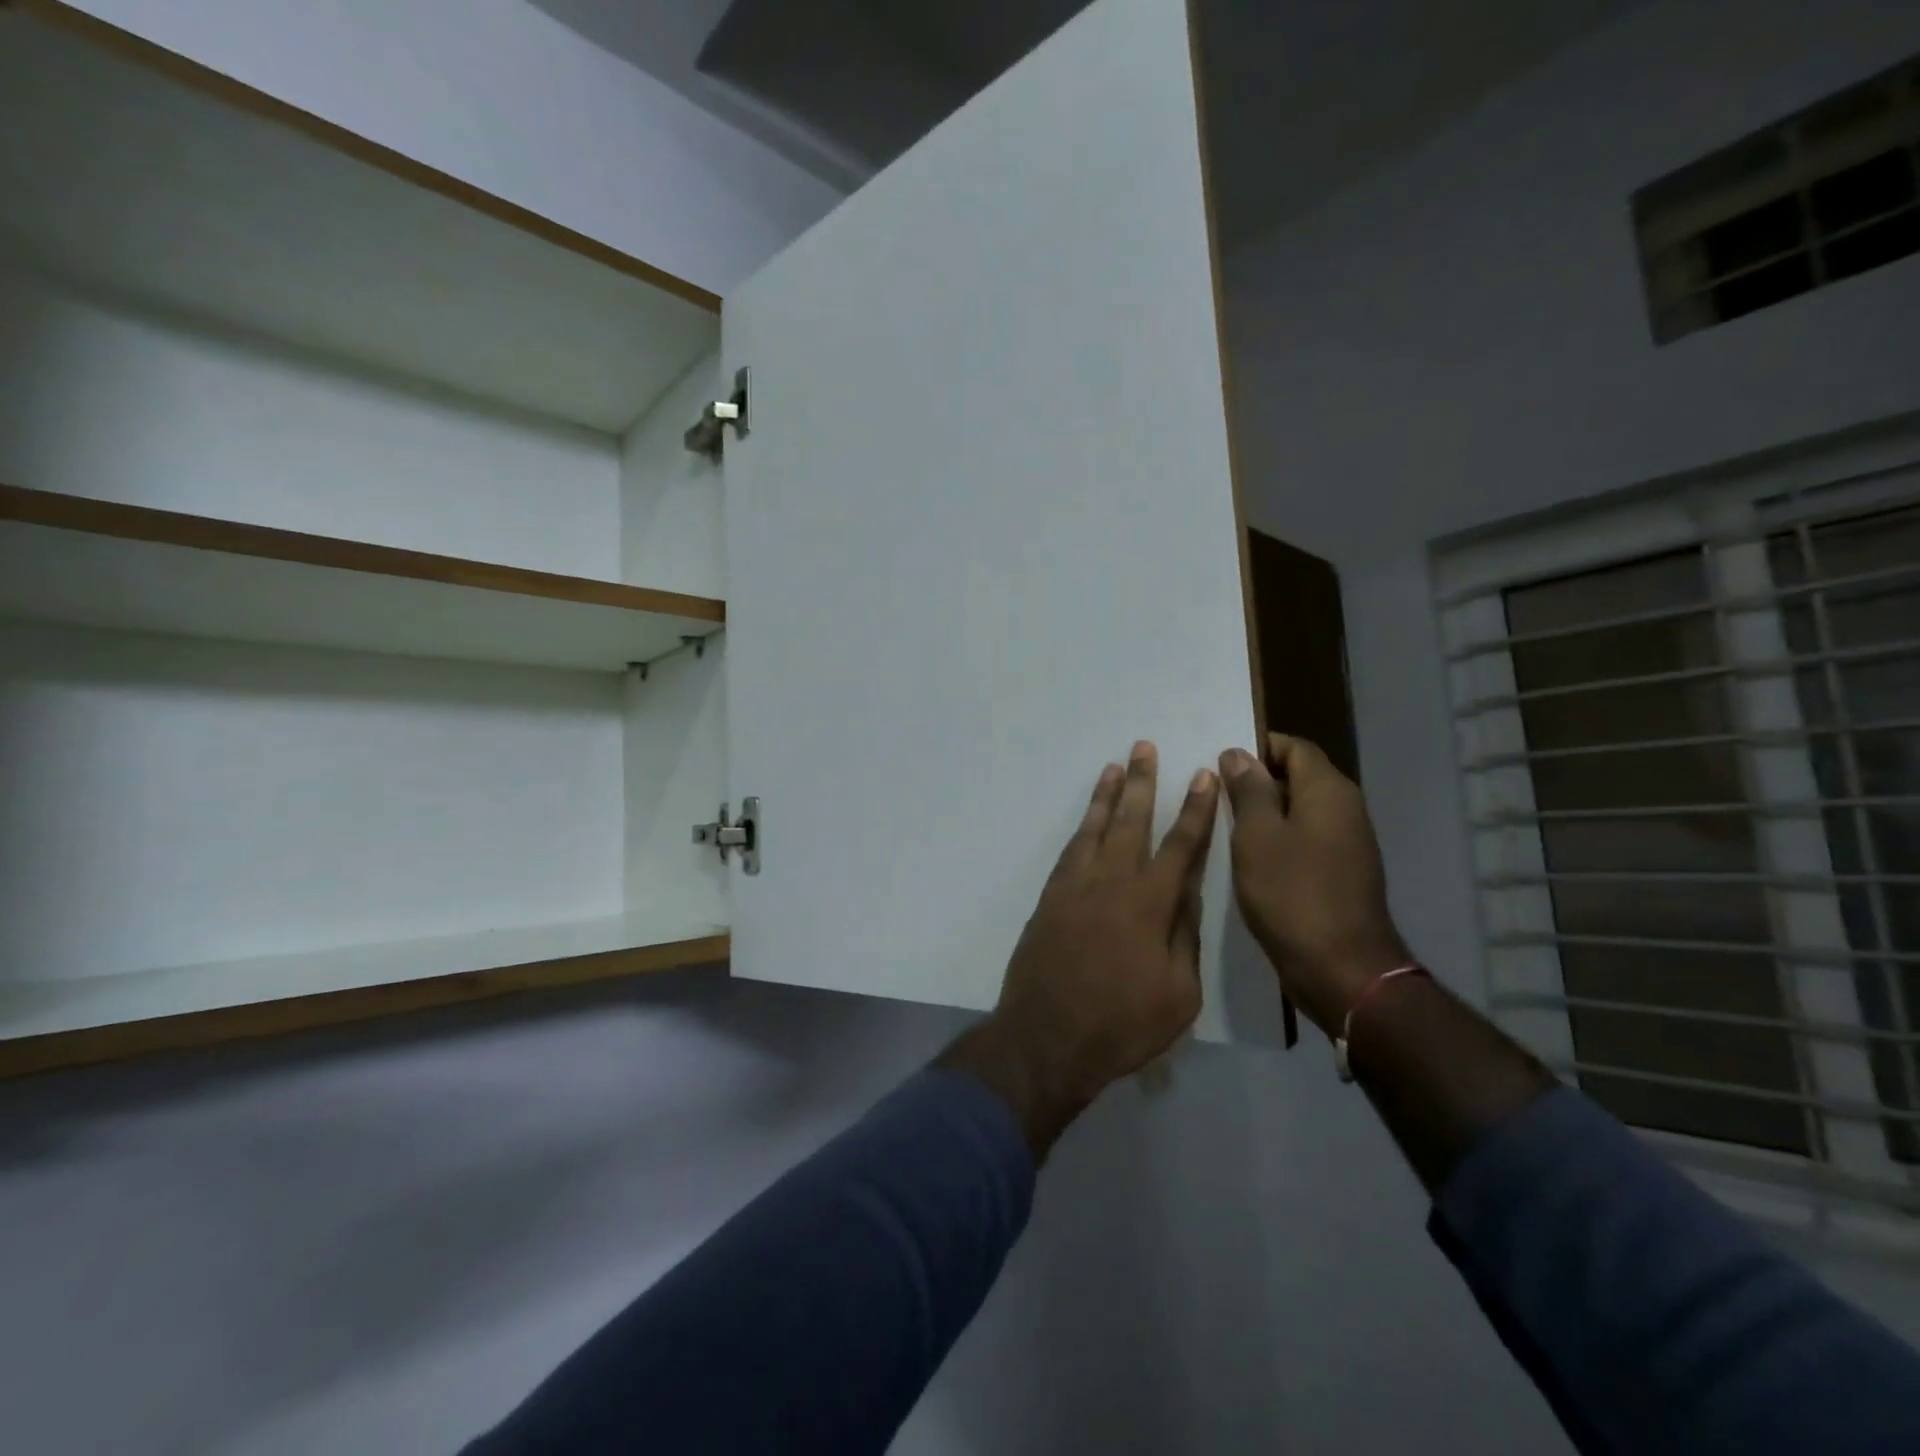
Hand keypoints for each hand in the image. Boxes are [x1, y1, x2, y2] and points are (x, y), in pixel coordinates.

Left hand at [940, 742, 1219, 1156]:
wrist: (1046, 1037)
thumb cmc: (1122, 1024)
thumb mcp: (1179, 994)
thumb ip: (1184, 937)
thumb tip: (1187, 893)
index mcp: (1150, 904)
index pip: (1180, 846)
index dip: (1195, 811)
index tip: (1203, 777)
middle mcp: (1111, 883)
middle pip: (1131, 822)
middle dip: (1143, 783)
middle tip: (1146, 747)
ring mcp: (1075, 888)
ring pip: (1095, 829)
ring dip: (1107, 796)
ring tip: (1115, 766)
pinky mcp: (1050, 899)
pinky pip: (1069, 851)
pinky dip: (1082, 829)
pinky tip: (1088, 820)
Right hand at [1219, 734, 1408, 1036]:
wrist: (1342, 969)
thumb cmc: (1292, 894)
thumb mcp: (1256, 836)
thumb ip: (1248, 790)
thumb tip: (1238, 754)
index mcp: (1328, 791)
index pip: (1293, 746)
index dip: (1256, 747)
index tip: (1219, 763)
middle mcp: (1345, 809)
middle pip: (1297, 776)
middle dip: (1255, 781)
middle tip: (1212, 795)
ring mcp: (1347, 843)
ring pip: (1299, 810)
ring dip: (1264, 814)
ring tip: (1222, 826)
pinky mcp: (1341, 872)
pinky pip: (1305, 839)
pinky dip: (1277, 840)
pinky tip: (1247, 859)